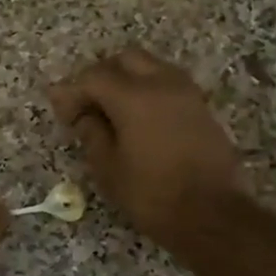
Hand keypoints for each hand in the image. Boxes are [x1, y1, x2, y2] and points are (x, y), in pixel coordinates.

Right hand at [49, 47, 244, 249]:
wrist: (212, 216)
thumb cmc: (151, 194)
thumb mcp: (108, 168)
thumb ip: (91, 133)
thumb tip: (83, 115)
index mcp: (134, 97)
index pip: (93, 77)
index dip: (73, 92)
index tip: (63, 114)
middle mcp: (162, 84)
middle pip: (125, 59)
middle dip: (102, 76)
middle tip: (87, 104)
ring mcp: (187, 93)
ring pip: (151, 67)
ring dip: (128, 80)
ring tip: (113, 111)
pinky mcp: (202, 108)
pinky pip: (168, 85)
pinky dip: (148, 92)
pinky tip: (139, 120)